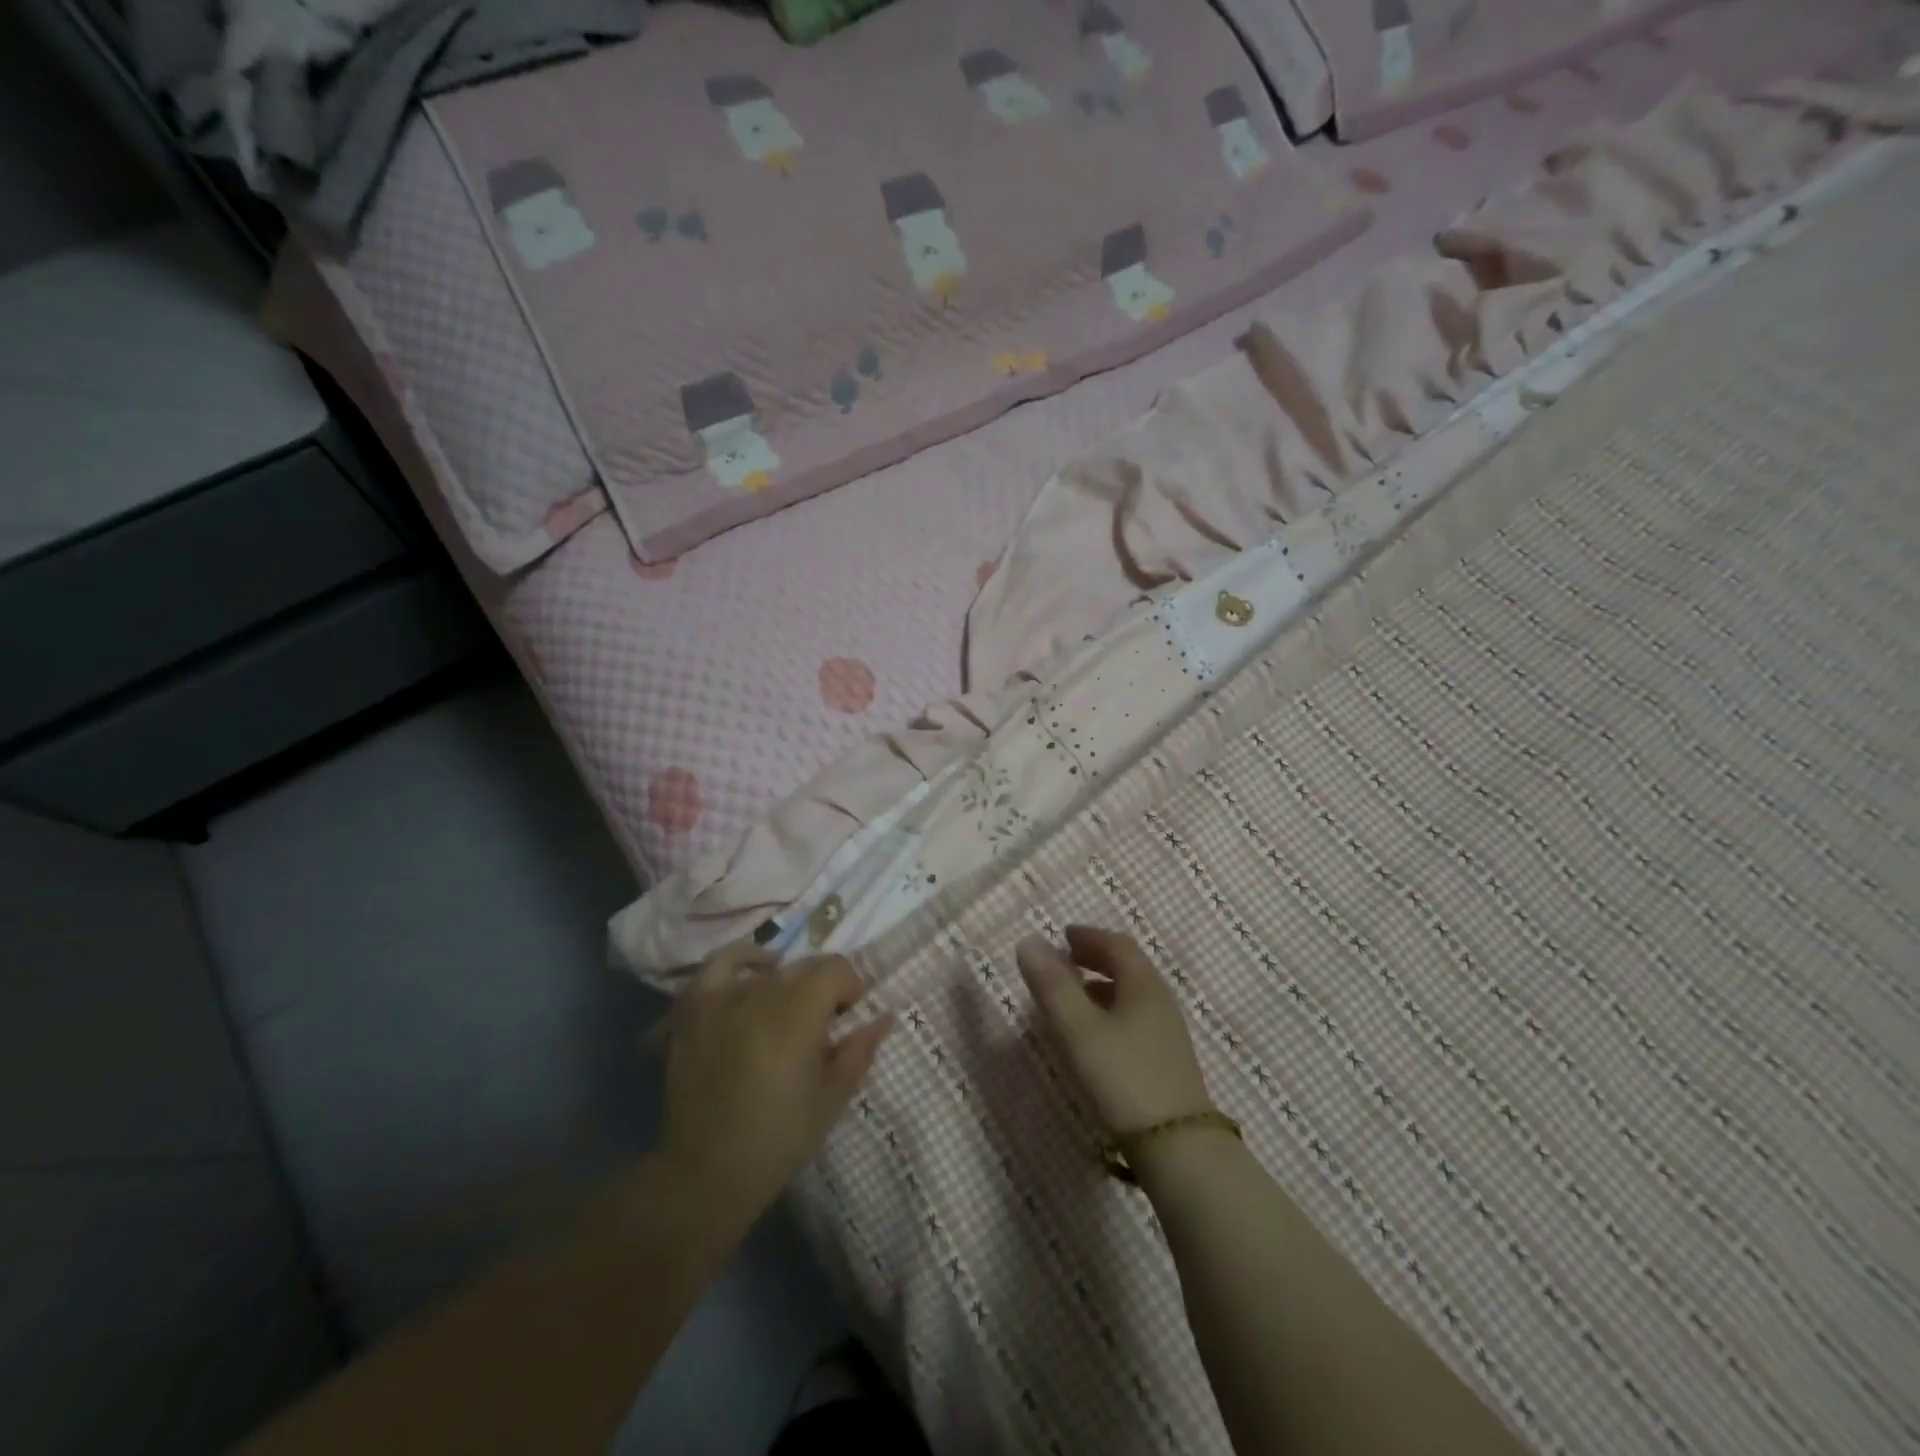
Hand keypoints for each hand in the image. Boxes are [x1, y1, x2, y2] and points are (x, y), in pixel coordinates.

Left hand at [660, 945, 891, 1230]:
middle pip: (805, 968)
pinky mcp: (695, 1009)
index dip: (850, 987)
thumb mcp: (831, 1099)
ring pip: (770, 970)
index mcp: (799, 1015)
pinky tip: (756, 971)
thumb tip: (883, 1017)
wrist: (706, 1172)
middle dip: (822, 990)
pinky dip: (742, 959)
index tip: (849, 1016)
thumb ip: (859, 1051)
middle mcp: (762, 994)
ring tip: (788, 1011)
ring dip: (788, 985)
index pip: (836, 969)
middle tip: (822, 1026)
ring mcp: (724, 998)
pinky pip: (720, 965)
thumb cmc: (778, 1139)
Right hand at [1016, 926, 1212, 1136]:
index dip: (1089, 936)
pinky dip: (1111, 1010)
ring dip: (1103, 984)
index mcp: (1143, 984)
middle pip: (1129, 966)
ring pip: (1132, 994)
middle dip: (1096, 957)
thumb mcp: (1077, 1029)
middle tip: (1066, 959)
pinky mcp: (1167, 1061)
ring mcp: (1167, 1033)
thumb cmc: (1122, 1077)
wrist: (1177, 1148)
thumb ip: (1051, 985)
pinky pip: (1135, 1017)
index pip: (1117, 944)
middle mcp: (1160, 1000)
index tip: (1063, 936)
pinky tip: (1096, 1035)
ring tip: (1074, 995)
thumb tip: (1028, 941)